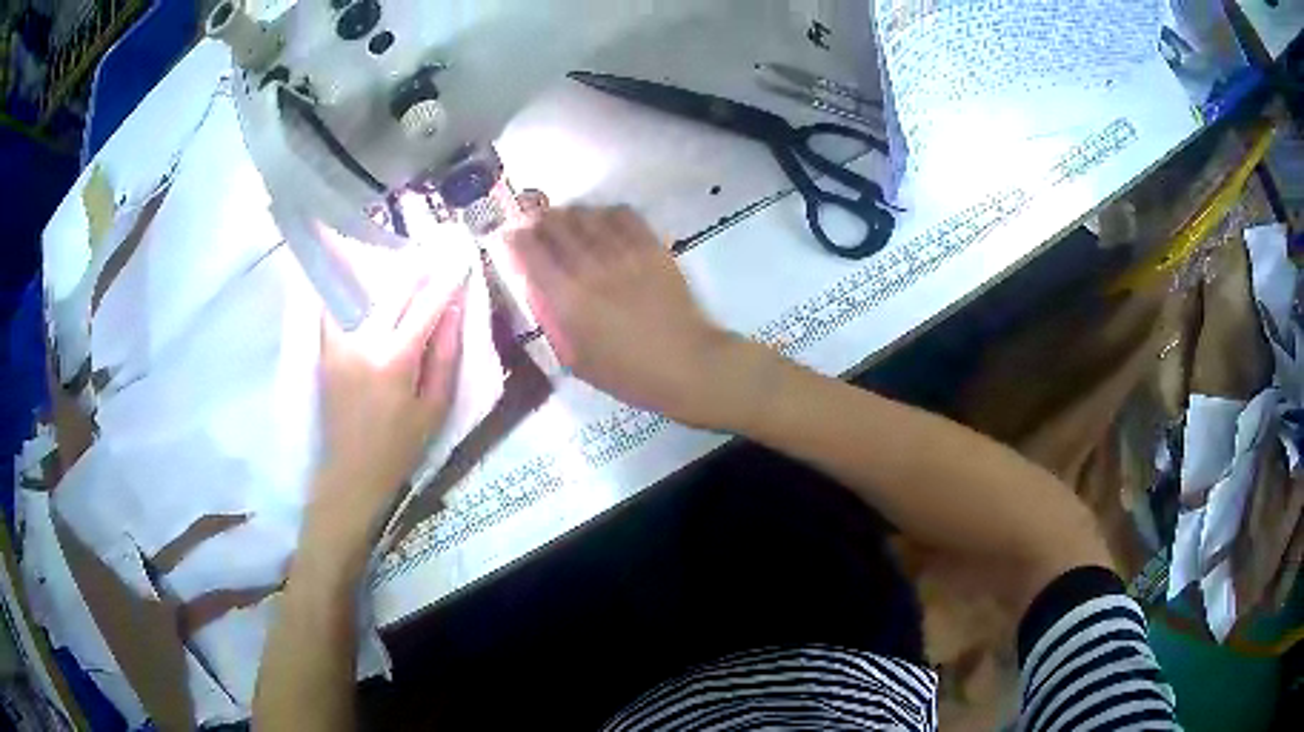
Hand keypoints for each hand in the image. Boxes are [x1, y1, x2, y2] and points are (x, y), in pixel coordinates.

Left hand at [310, 276, 465, 544]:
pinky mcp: (324, 350)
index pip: (426, 307)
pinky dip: (346, 290)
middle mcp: (363, 342)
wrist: (350, 474)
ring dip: (380, 273)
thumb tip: (453, 310)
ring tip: (394, 259)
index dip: (446, 281)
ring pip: (360, 292)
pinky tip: (353, 279)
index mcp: (395, 360)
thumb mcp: (434, 409)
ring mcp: (338, 343)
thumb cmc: (399, 448)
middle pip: (392, 290)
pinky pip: (334, 308)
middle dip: (415, 267)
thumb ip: (445, 357)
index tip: (460, 260)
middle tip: (431, 250)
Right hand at [505, 207, 750, 427]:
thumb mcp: (577, 360)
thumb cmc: (629, 373)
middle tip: (536, 223)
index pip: (529, 253)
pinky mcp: (651, 246)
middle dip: (539, 220)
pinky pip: (622, 214)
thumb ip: (555, 323)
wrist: (686, 364)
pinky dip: (605, 212)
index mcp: (567, 300)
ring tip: (567, 220)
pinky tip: (603, 222)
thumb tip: (540, 294)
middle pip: (555, 225)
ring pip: (586, 215)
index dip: (514, 239)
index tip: (510, 235)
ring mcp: (623, 253)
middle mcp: (590, 268)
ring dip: (569, 214)